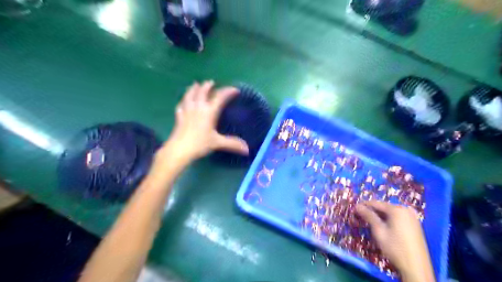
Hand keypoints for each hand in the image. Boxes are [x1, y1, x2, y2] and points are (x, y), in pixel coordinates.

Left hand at [157, 81, 248, 166]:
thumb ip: (232, 143)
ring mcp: (187, 111)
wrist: (179, 149)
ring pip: (189, 95)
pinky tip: (183, 102)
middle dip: (207, 86)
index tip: (235, 90)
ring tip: (195, 84)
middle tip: (211, 82)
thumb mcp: (217, 143)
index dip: (228, 92)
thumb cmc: (199, 144)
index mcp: (209, 112)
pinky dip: (184, 101)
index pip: (220, 97)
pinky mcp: (179, 117)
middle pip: (202, 92)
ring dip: (193, 89)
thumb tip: (247, 149)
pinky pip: (181, 105)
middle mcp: (198, 108)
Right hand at [352, 200, 435, 281]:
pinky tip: (384, 226)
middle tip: (361, 216)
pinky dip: (389, 219)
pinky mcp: (415, 224)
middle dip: (372, 211)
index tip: (354, 209)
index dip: (364, 205)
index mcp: (397, 209)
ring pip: (391, 212)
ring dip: (380, 216)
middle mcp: (406, 210)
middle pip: (384, 207)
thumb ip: (368, 216)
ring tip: (370, 221)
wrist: (416, 267)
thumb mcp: (379, 231)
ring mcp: (412, 217)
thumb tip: (357, 206)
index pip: (376, 203)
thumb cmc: (395, 248)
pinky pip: (398, 217)